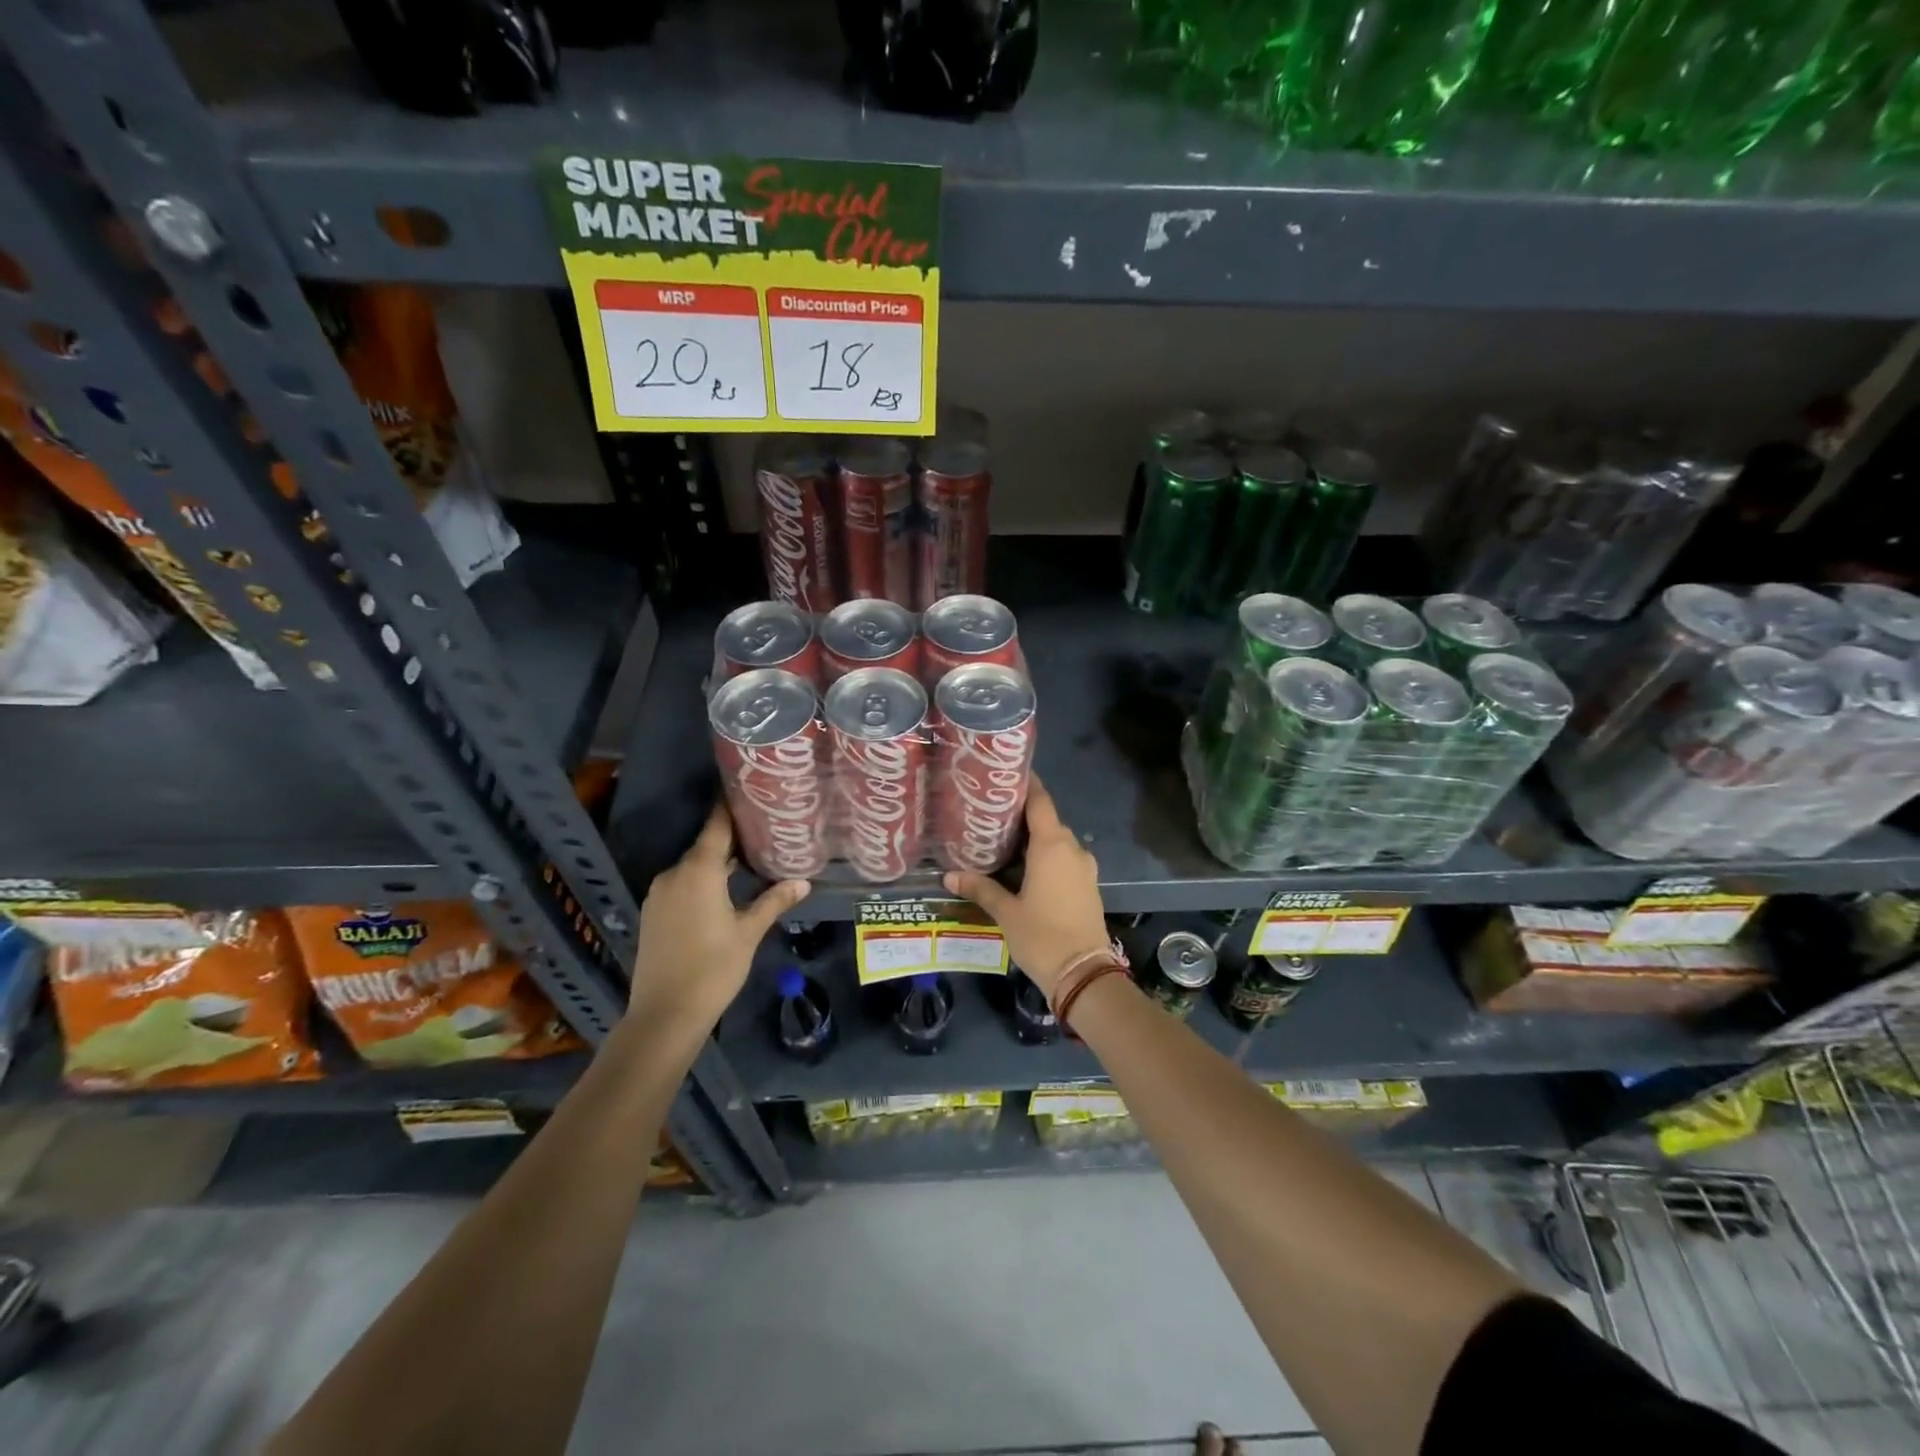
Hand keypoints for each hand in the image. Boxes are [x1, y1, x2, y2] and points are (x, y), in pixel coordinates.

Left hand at [629, 805, 808, 1028]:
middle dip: (733, 839)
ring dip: (718, 863)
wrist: (664, 1014)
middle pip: (706, 845)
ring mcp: (659, 893)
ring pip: (694, 867)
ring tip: (751, 860)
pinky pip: (682, 884)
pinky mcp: (653, 912)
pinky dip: (702, 881)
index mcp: (698, 870)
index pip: (717, 826)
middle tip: (765, 831)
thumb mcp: (749, 932)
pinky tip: (724, 891)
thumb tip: (803, 881)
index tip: (750, 792)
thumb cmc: (713, 968)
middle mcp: (674, 873)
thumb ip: (774, 901)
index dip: (732, 807)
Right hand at [943, 781, 1108, 996]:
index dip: (1026, 785)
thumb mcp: (1006, 912)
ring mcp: (1084, 867)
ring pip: (1058, 841)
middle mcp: (1072, 849)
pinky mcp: (1088, 885)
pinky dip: (1048, 856)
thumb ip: (980, 888)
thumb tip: (950, 875)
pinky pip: (1066, 859)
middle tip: (993, 813)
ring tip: (1005, 840)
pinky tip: (1026, 867)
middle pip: (1048, 820)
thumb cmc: (1042, 936)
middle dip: (1024, 815)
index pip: (1040, 801)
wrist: (1084, 973)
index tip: (1007, 775)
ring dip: (1036, 838)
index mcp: (1052, 846)